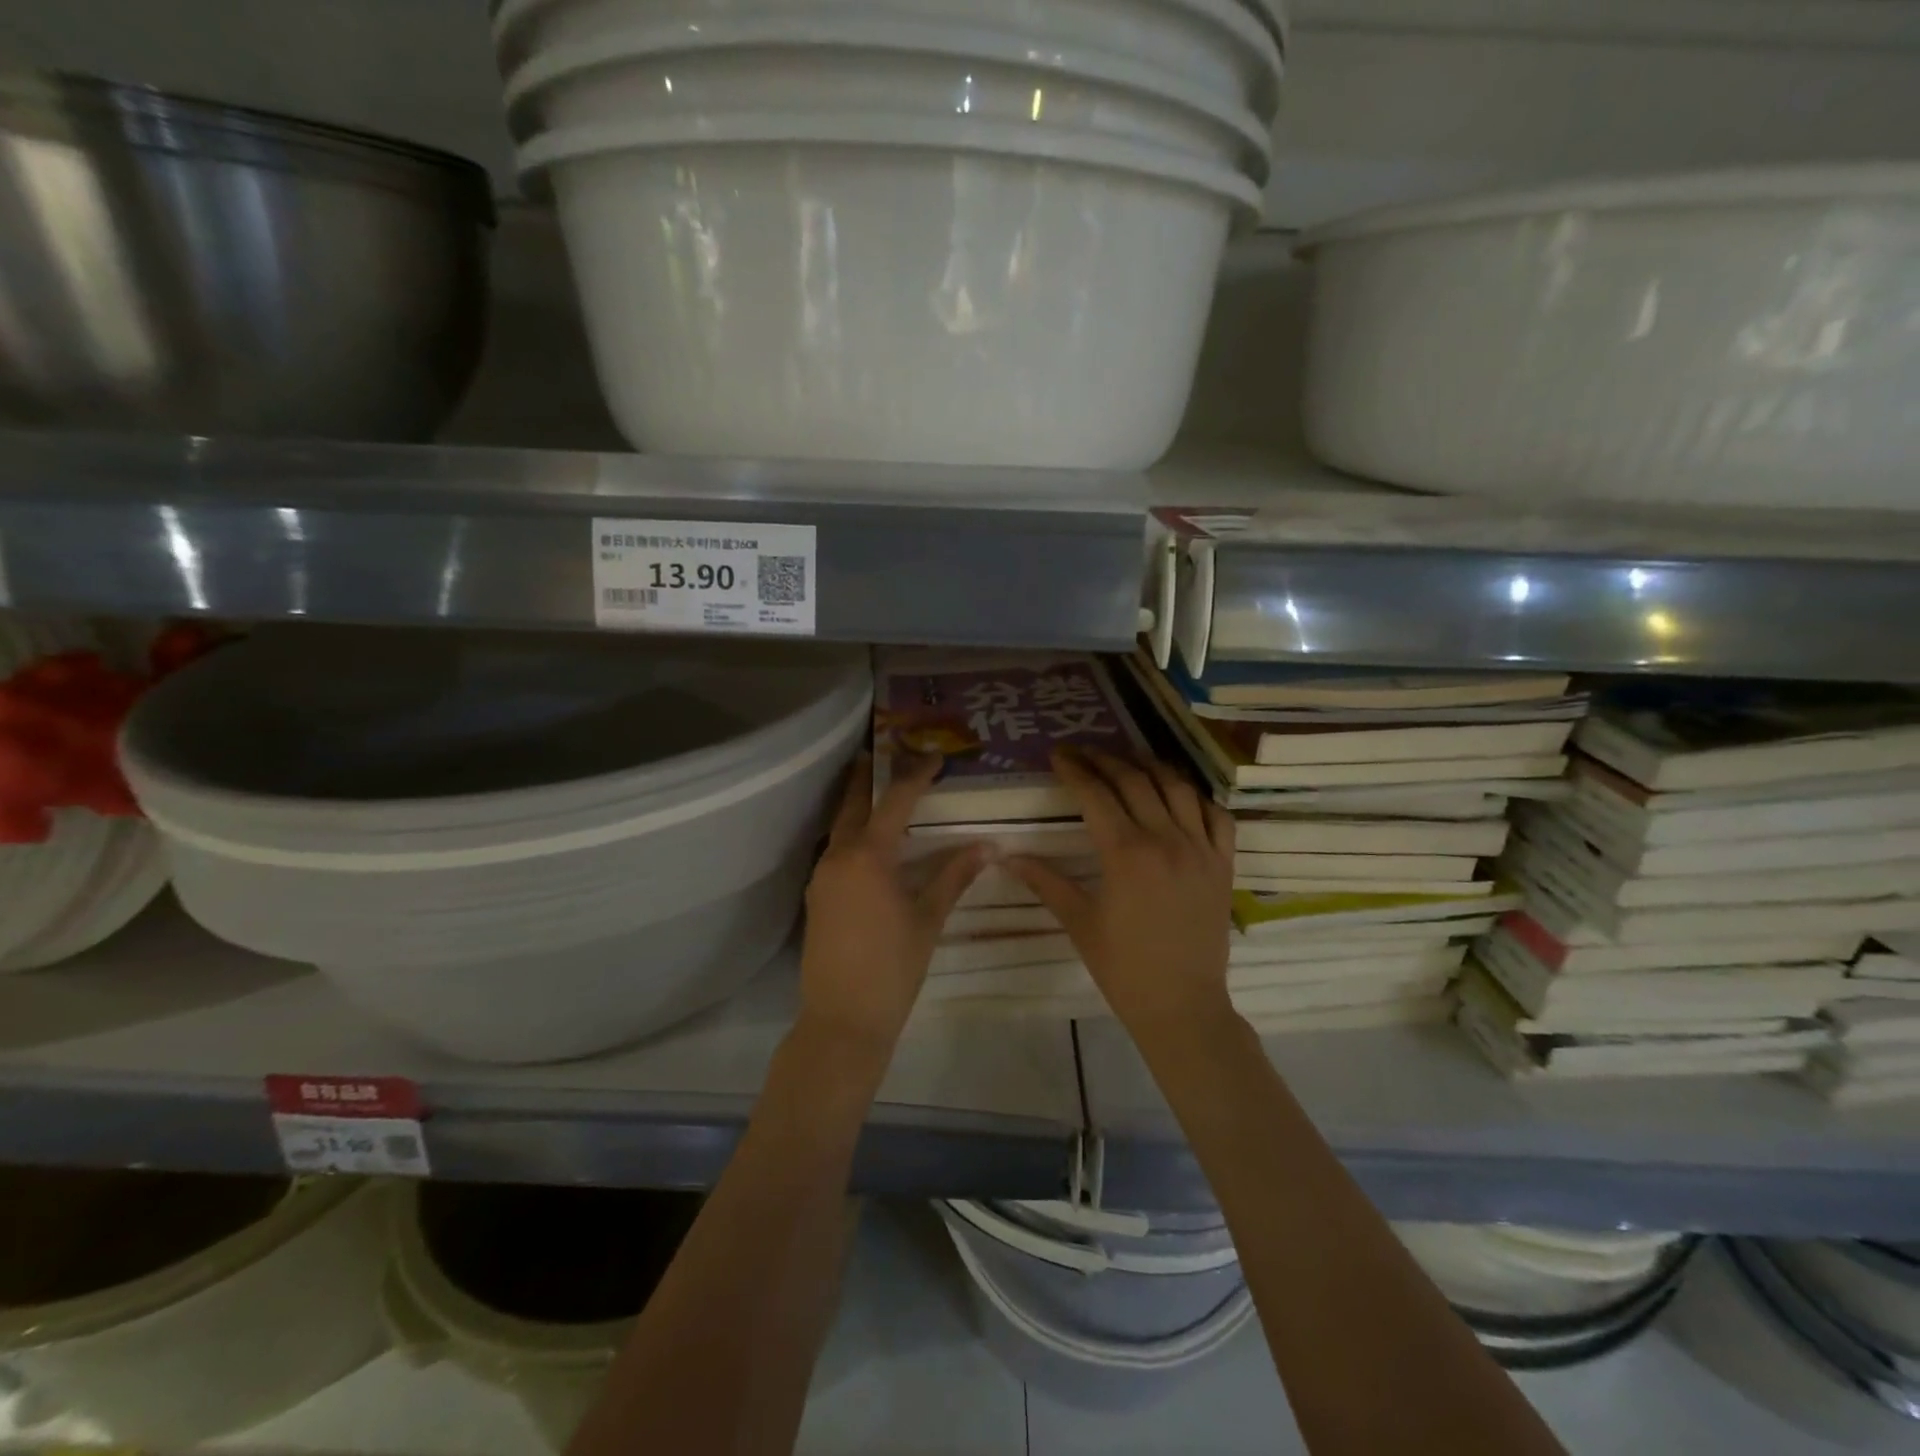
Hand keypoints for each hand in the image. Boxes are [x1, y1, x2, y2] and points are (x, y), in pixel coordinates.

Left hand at [797, 753, 985, 1059]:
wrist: (842, 1020)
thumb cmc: (893, 968)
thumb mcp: (928, 919)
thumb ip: (954, 876)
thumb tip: (987, 846)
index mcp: (869, 856)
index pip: (895, 801)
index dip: (916, 776)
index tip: (934, 757)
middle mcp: (839, 856)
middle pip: (853, 804)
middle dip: (868, 777)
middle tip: (881, 752)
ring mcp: (822, 876)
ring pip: (840, 827)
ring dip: (857, 805)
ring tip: (877, 791)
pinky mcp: (816, 897)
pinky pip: (835, 851)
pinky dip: (852, 835)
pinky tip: (868, 843)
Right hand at [1009, 748, 1236, 1037]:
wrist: (1182, 1005)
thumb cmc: (1123, 968)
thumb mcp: (1079, 922)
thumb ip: (1045, 881)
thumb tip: (1007, 856)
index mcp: (1126, 854)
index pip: (1096, 795)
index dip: (1075, 770)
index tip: (1058, 755)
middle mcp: (1166, 840)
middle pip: (1134, 781)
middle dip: (1105, 760)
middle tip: (1084, 752)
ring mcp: (1201, 849)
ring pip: (1177, 788)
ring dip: (1150, 767)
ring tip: (1128, 760)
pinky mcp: (1224, 864)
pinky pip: (1217, 816)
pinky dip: (1197, 797)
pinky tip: (1180, 795)